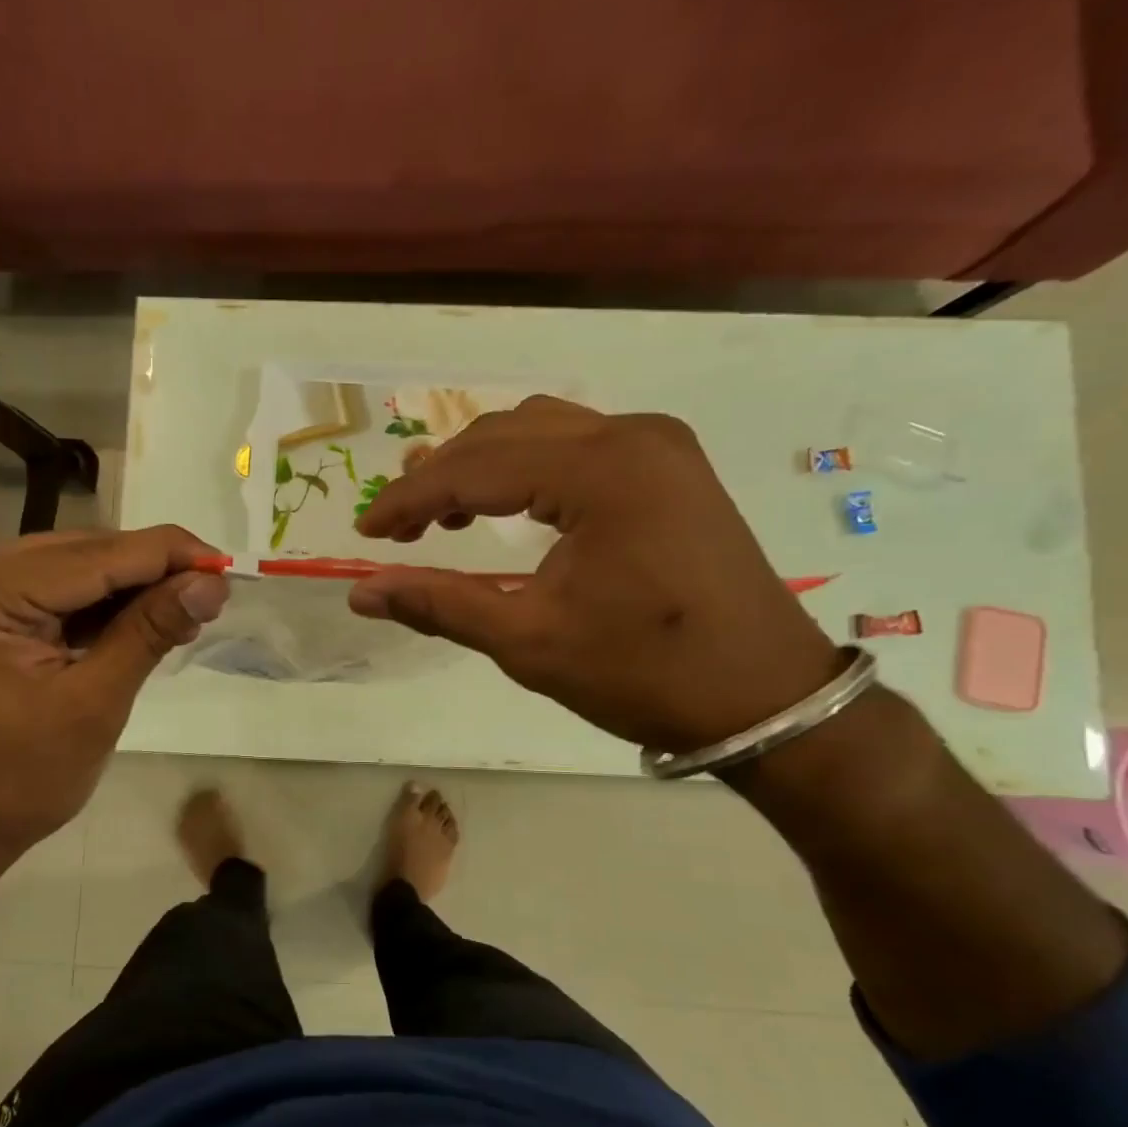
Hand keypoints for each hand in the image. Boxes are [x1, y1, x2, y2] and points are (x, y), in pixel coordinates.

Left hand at [0, 527, 228, 869]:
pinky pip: (50, 592)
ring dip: (127, 588)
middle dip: (150, 570)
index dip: (167, 555)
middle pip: (80, 553)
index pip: (94, 556)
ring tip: (182, 612)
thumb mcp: (94, 704)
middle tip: (209, 595)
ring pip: (70, 568)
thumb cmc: (16, 782)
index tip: (225, 566)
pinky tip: (137, 622)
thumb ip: (149, 631)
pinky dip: (96, 606)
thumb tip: (211, 582)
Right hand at [349, 397, 839, 752]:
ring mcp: (659, 445)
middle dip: (440, 476)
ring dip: (482, 464)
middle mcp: (631, 436)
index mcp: (600, 471)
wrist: (766, 697)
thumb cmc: (645, 673)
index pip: (475, 467)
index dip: (410, 499)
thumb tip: (361, 594)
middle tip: (398, 528)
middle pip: (504, 433)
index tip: (366, 532)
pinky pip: (578, 444)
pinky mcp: (672, 466)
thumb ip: (440, 605)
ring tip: (443, 514)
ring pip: (541, 429)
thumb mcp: (529, 642)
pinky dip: (527, 467)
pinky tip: (508, 505)